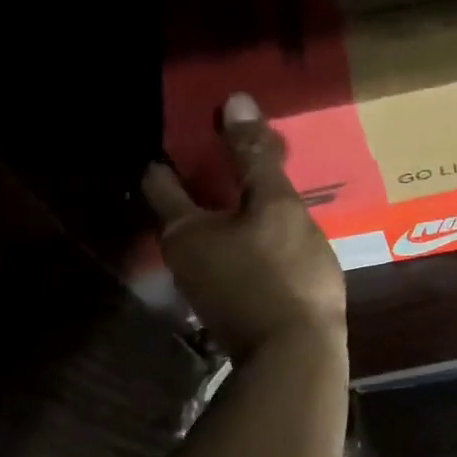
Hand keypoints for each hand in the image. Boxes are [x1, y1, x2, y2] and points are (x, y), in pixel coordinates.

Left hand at [142, 94, 346, 362]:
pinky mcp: (231, 303)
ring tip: (265, 188)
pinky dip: (246, 237)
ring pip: (212, 233)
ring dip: (231, 210)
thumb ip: (255, 156)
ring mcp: (205, 285)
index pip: (160, 179)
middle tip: (242, 152)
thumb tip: (233, 100)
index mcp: (183, 229)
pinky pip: (232, 256)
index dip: (175, 151)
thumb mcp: (276, 206)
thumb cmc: (283, 273)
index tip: (198, 128)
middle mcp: (182, 257)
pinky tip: (276, 232)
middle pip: (186, 206)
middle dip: (209, 179)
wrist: (296, 356)